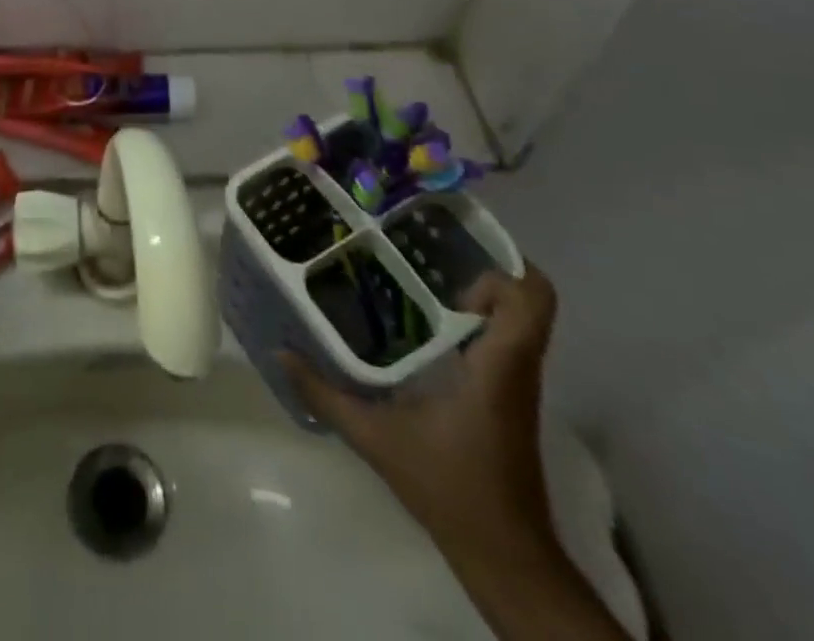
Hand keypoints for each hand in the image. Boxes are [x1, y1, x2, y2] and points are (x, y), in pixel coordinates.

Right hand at [282, 265, 559, 561]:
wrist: (505, 556)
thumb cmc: (450, 489)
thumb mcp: (376, 440)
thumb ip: (325, 394)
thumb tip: (280, 352)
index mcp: (498, 367)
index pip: (532, 300)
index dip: (502, 267)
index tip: (452, 258)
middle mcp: (516, 367)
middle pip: (528, 300)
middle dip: (478, 270)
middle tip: (421, 256)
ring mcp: (515, 384)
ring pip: (516, 320)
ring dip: (476, 296)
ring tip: (414, 279)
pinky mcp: (507, 398)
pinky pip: (502, 341)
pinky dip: (473, 323)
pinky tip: (423, 326)